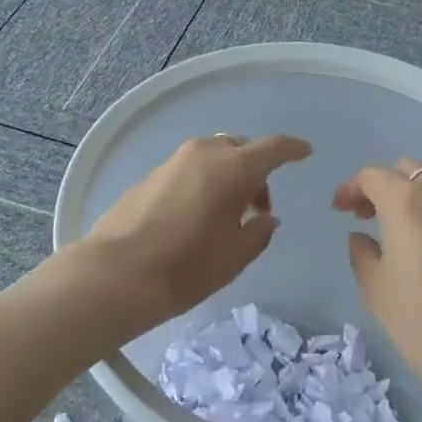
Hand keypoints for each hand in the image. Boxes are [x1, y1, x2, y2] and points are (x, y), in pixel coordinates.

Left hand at [84, 133, 311, 330]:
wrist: (117, 274)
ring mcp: (172, 162)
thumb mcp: (236, 255)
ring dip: (226, 177)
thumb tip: (265, 218)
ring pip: (212, 158)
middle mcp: (203, 153)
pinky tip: (194, 217)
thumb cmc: (187, 265)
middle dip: (255, 171)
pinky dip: (202, 184)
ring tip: (225, 216)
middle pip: (240, 149)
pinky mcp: (149, 176)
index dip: (292, 149)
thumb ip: (259, 232)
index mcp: (233, 167)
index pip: (273, 147)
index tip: (305, 152)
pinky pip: (188, 171)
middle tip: (257, 208)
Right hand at [333, 158, 421, 396]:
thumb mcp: (375, 286)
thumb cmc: (419, 319)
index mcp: (406, 202)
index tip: (340, 209)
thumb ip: (362, 252)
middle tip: (366, 215)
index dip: (351, 188)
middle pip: (405, 168)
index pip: (373, 176)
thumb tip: (362, 236)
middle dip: (381, 185)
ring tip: (404, 213)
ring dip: (415, 183)